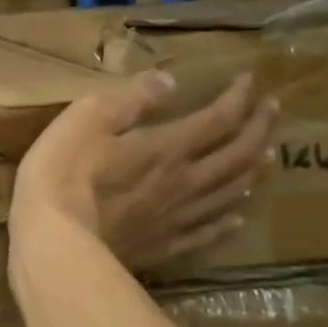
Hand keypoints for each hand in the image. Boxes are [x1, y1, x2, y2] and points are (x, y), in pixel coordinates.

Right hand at [12, 71, 275, 271]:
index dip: (238, 98)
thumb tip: (170, 81)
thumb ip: (132, 99)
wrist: (55, 242)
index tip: (249, 80)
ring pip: (230, 193)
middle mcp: (184, 182)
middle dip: (259, 129)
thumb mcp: (88, 118)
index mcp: (167, 147)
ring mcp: (176, 218)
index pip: (218, 119)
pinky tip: (237, 218)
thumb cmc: (63, 173)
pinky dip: (228, 222)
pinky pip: (207, 234)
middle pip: (236, 155)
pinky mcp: (163, 247)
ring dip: (253, 171)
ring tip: (268, 157)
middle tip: (272, 111)